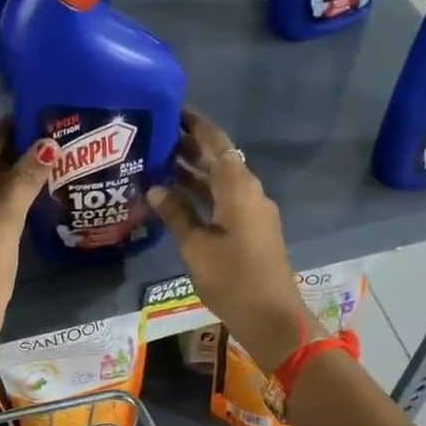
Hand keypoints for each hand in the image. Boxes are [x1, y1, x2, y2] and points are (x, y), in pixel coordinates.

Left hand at [0, 121, 56, 344]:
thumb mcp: (4, 223)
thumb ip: (24, 181)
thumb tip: (46, 146)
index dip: (9, 130)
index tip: (38, 117)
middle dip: (13, 153)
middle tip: (51, 141)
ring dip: (9, 178)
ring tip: (46, 164)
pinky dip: (1, 200)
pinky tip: (26, 197)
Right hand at [148, 109, 312, 368]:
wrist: (271, 316)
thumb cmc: (232, 278)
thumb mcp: (196, 246)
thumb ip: (176, 213)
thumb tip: (155, 187)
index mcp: (238, 187)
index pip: (216, 142)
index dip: (195, 124)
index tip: (172, 110)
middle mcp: (249, 191)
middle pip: (219, 159)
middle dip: (189, 147)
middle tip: (155, 137)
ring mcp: (252, 211)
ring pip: (220, 181)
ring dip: (193, 171)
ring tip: (158, 163)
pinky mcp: (251, 229)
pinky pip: (224, 199)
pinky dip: (202, 193)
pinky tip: (176, 197)